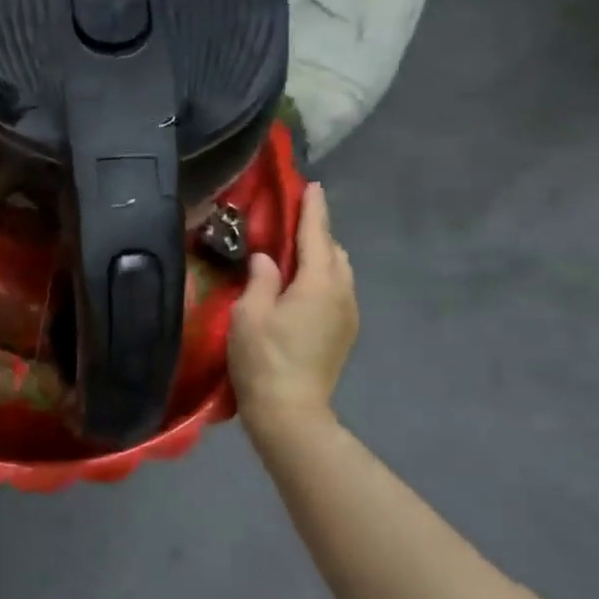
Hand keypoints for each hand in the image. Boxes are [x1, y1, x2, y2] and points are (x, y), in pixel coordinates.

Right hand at [229, 182, 358, 430]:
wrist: (291, 413)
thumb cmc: (264, 359)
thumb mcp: (250, 313)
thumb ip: (261, 279)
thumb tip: (267, 259)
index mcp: (319, 283)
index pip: (317, 235)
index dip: (313, 209)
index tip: (312, 185)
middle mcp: (342, 293)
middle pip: (334, 251)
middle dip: (317, 232)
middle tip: (294, 220)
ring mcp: (348, 315)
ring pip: (340, 271)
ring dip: (322, 256)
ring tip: (296, 251)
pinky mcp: (345, 333)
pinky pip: (338, 290)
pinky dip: (324, 277)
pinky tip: (303, 285)